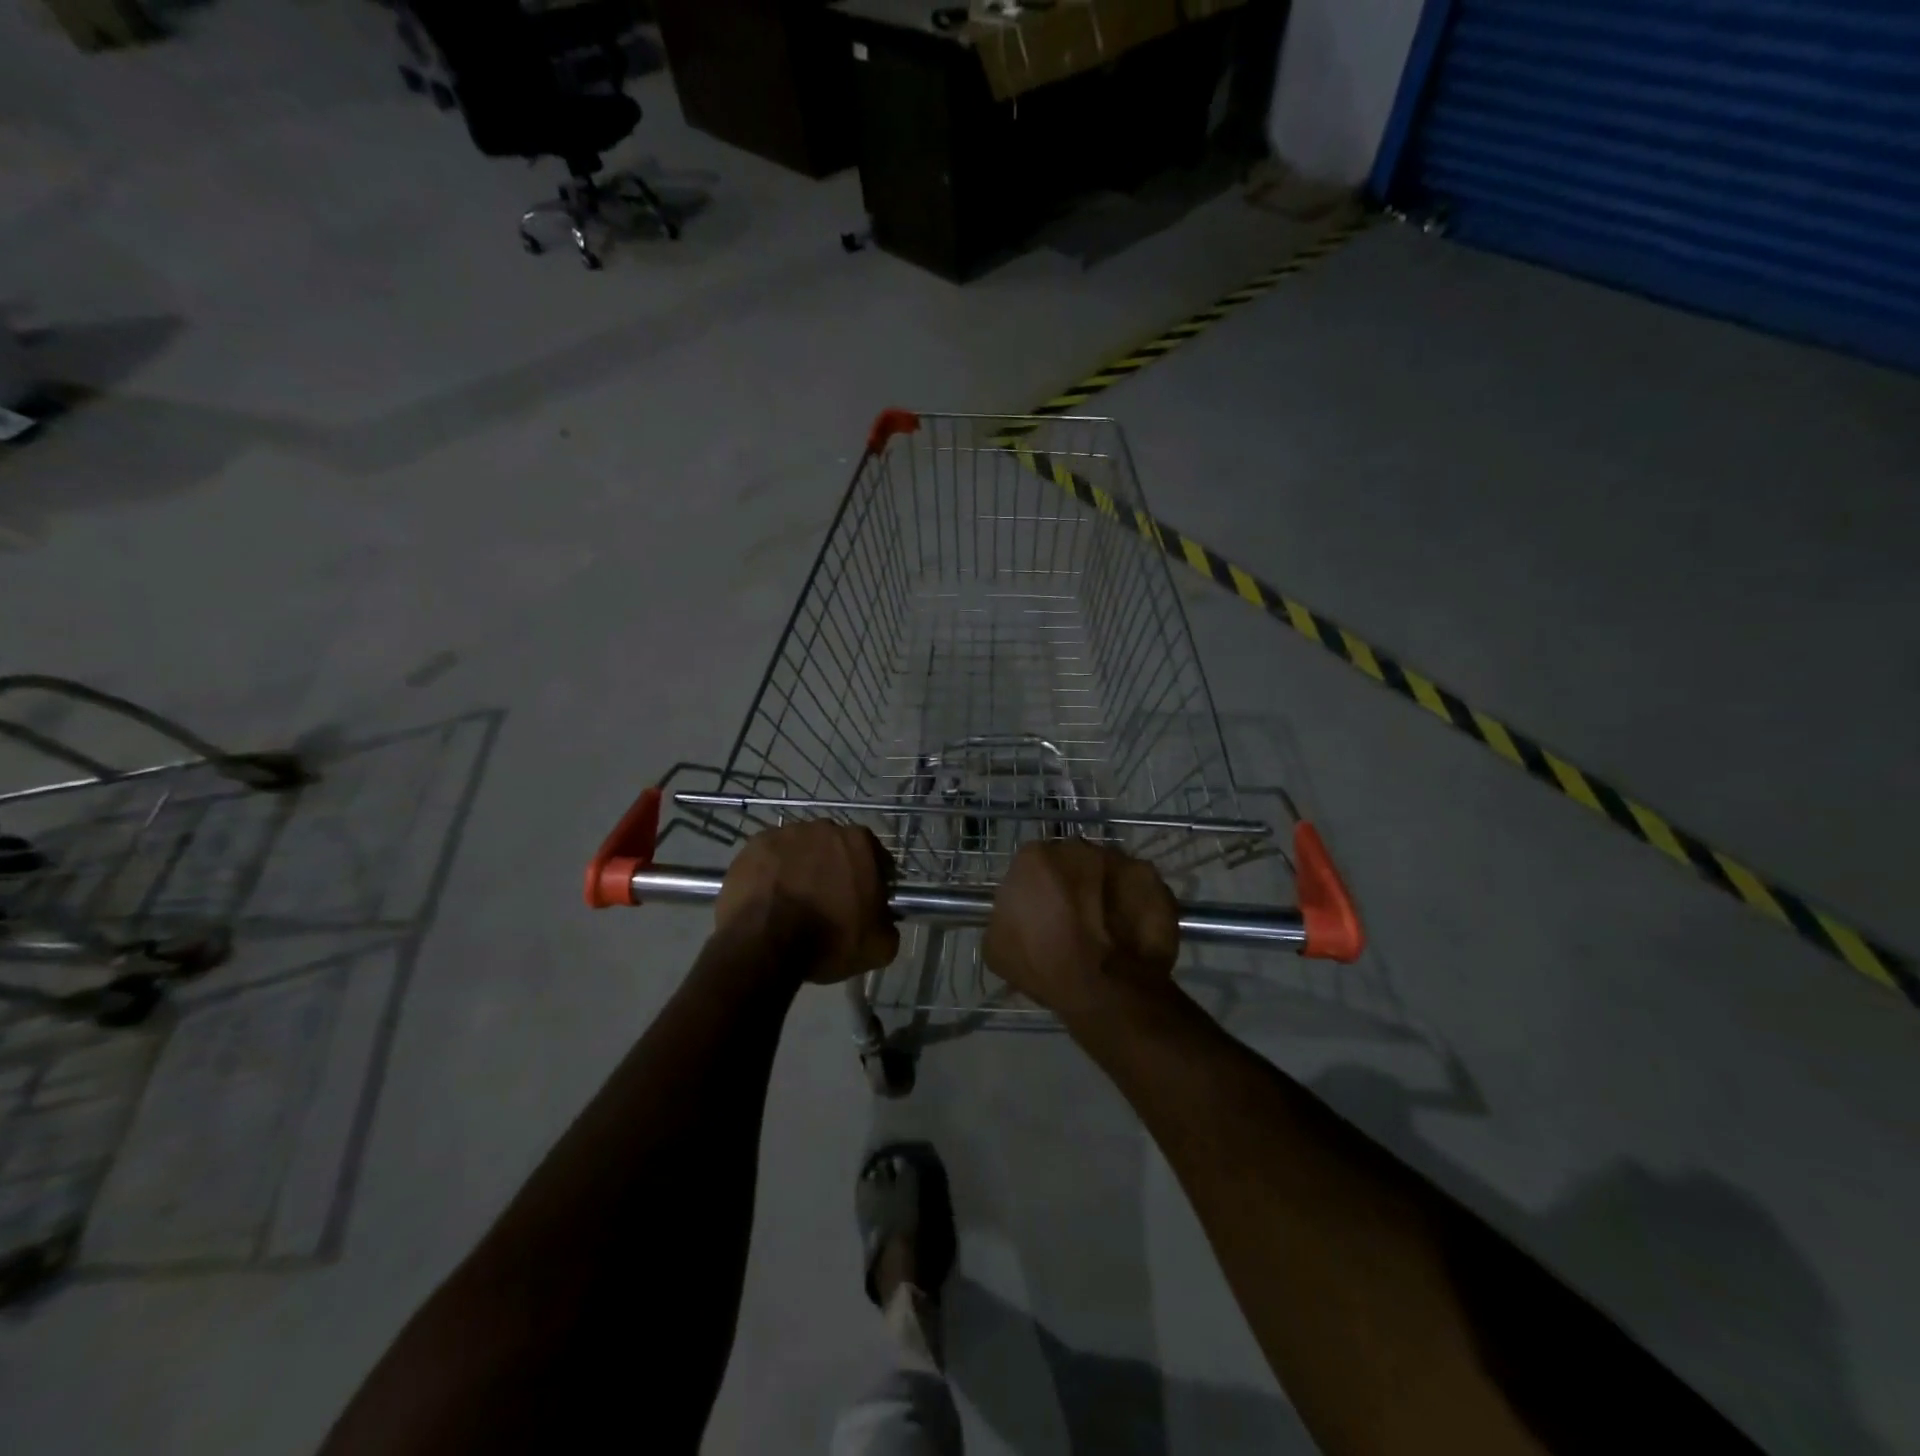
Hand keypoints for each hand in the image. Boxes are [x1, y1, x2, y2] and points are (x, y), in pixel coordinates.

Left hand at [714, 821, 899, 983]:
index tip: (864, 903)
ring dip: (802, 869)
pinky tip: (770, 899)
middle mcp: (824, 827)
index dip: (871, 881)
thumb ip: (888, 923)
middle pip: (835, 849)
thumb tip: (882, 920)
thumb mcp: (880, 945)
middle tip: (828, 903)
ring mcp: (785, 833)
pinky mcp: (753, 846)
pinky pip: (770, 859)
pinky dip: (772, 874)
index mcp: (860, 842)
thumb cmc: (830, 940)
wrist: (766, 943)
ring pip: (801, 851)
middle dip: (834, 870)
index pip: (874, 858)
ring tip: (793, 903)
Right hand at [983, 839, 1178, 1016]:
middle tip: (1075, 918)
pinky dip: (1135, 902)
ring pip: (1106, 870)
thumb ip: (1005, 915)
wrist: (1105, 987)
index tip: (1042, 914)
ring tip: (1107, 926)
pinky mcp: (1150, 877)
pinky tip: (1131, 930)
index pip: (1032, 865)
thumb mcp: (997, 946)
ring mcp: (1117, 859)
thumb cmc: (1044, 965)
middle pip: (1071, 861)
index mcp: (1034, 858)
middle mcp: (1076, 847)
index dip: (1037, 890)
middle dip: (1072, 882)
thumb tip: (1018, 913)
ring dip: (1104, 890)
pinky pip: (1137, 886)